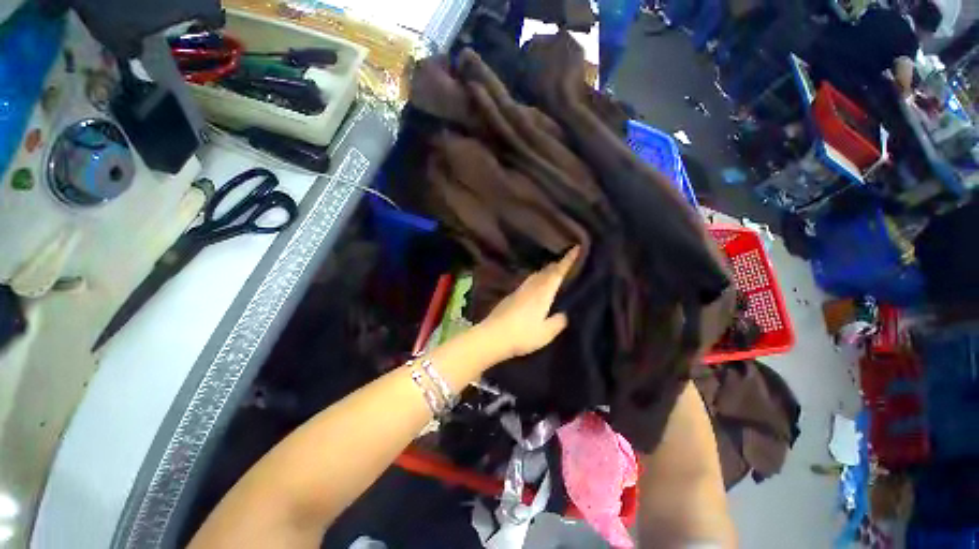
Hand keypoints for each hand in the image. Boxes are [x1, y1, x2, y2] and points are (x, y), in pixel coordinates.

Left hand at [477, 246, 578, 360]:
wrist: (493, 335)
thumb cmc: (523, 335)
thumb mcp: (545, 333)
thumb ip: (557, 322)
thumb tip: (563, 314)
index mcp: (543, 293)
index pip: (557, 273)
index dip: (567, 260)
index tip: (575, 248)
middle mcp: (531, 288)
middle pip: (545, 271)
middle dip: (556, 265)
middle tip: (566, 262)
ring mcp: (519, 291)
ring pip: (535, 276)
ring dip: (544, 272)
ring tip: (551, 273)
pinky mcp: (510, 297)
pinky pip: (527, 283)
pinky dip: (534, 280)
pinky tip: (534, 288)